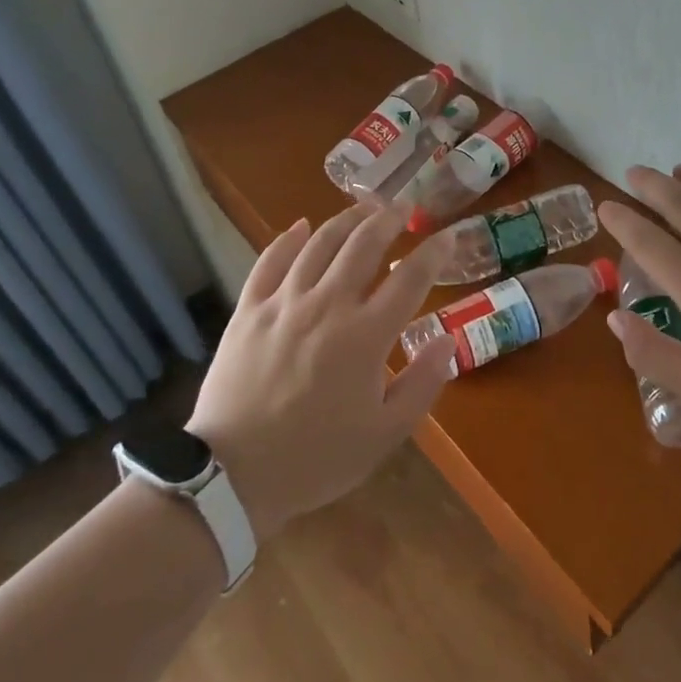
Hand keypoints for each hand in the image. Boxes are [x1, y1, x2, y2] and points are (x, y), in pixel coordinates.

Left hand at [184, 199, 456, 542]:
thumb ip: (422, 384)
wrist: (231, 475)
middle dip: (389, 219)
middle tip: (404, 206)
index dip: (434, 252)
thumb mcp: (384, 434)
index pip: (410, 279)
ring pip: (319, 243)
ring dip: (346, 219)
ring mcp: (284, 302)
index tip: (449, 235)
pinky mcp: (249, 309)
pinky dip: (287, 239)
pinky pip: (270, 260)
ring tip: (364, 207)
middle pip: (364, 245)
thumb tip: (448, 341)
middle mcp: (328, 305)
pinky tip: (300, 226)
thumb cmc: (316, 458)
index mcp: (365, 336)